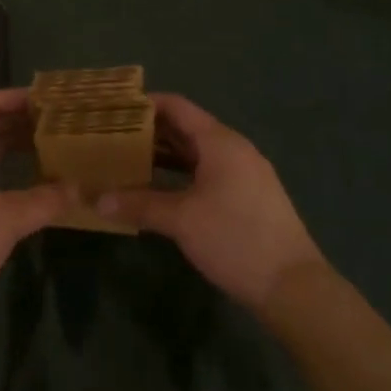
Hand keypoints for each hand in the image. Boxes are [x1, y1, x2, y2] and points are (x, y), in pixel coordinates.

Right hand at [100, 93, 327, 314]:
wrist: (293, 287)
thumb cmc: (235, 239)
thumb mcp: (181, 220)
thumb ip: (139, 205)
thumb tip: (97, 200)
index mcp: (220, 142)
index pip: (177, 107)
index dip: (145, 104)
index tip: (115, 109)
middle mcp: (234, 149)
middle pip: (186, 128)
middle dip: (150, 132)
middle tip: (112, 137)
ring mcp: (244, 173)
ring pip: (197, 153)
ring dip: (164, 155)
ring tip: (128, 161)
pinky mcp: (248, 197)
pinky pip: (207, 172)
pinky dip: (181, 174)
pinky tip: (158, 189)